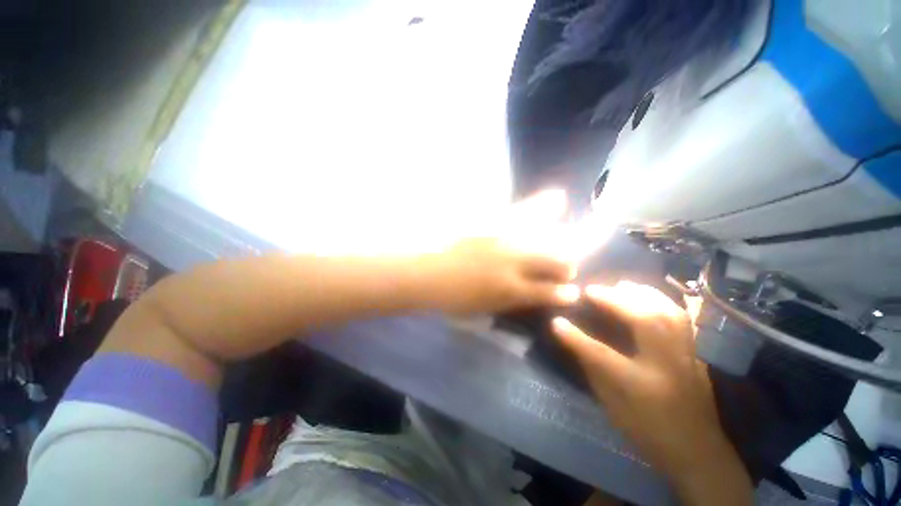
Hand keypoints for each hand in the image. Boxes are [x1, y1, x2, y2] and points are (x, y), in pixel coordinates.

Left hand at [422, 190, 579, 313]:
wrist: (423, 268)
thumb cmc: (448, 294)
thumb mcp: (479, 306)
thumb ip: (505, 300)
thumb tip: (525, 292)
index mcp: (511, 289)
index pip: (548, 293)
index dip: (563, 294)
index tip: (570, 292)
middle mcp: (516, 263)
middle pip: (557, 262)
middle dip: (566, 266)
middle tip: (566, 267)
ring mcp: (507, 238)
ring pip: (550, 236)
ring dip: (561, 242)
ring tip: (561, 241)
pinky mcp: (495, 218)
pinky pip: (528, 208)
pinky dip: (547, 203)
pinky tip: (558, 199)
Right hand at [552, 282, 751, 504]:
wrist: (699, 453)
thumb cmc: (649, 434)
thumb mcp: (614, 409)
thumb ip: (595, 371)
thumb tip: (575, 342)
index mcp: (643, 387)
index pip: (602, 356)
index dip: (575, 337)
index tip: (556, 321)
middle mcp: (668, 367)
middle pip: (644, 321)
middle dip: (615, 299)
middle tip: (593, 289)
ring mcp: (687, 358)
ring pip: (668, 313)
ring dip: (641, 293)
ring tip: (620, 285)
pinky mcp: (696, 353)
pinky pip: (680, 318)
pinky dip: (661, 301)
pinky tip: (647, 296)